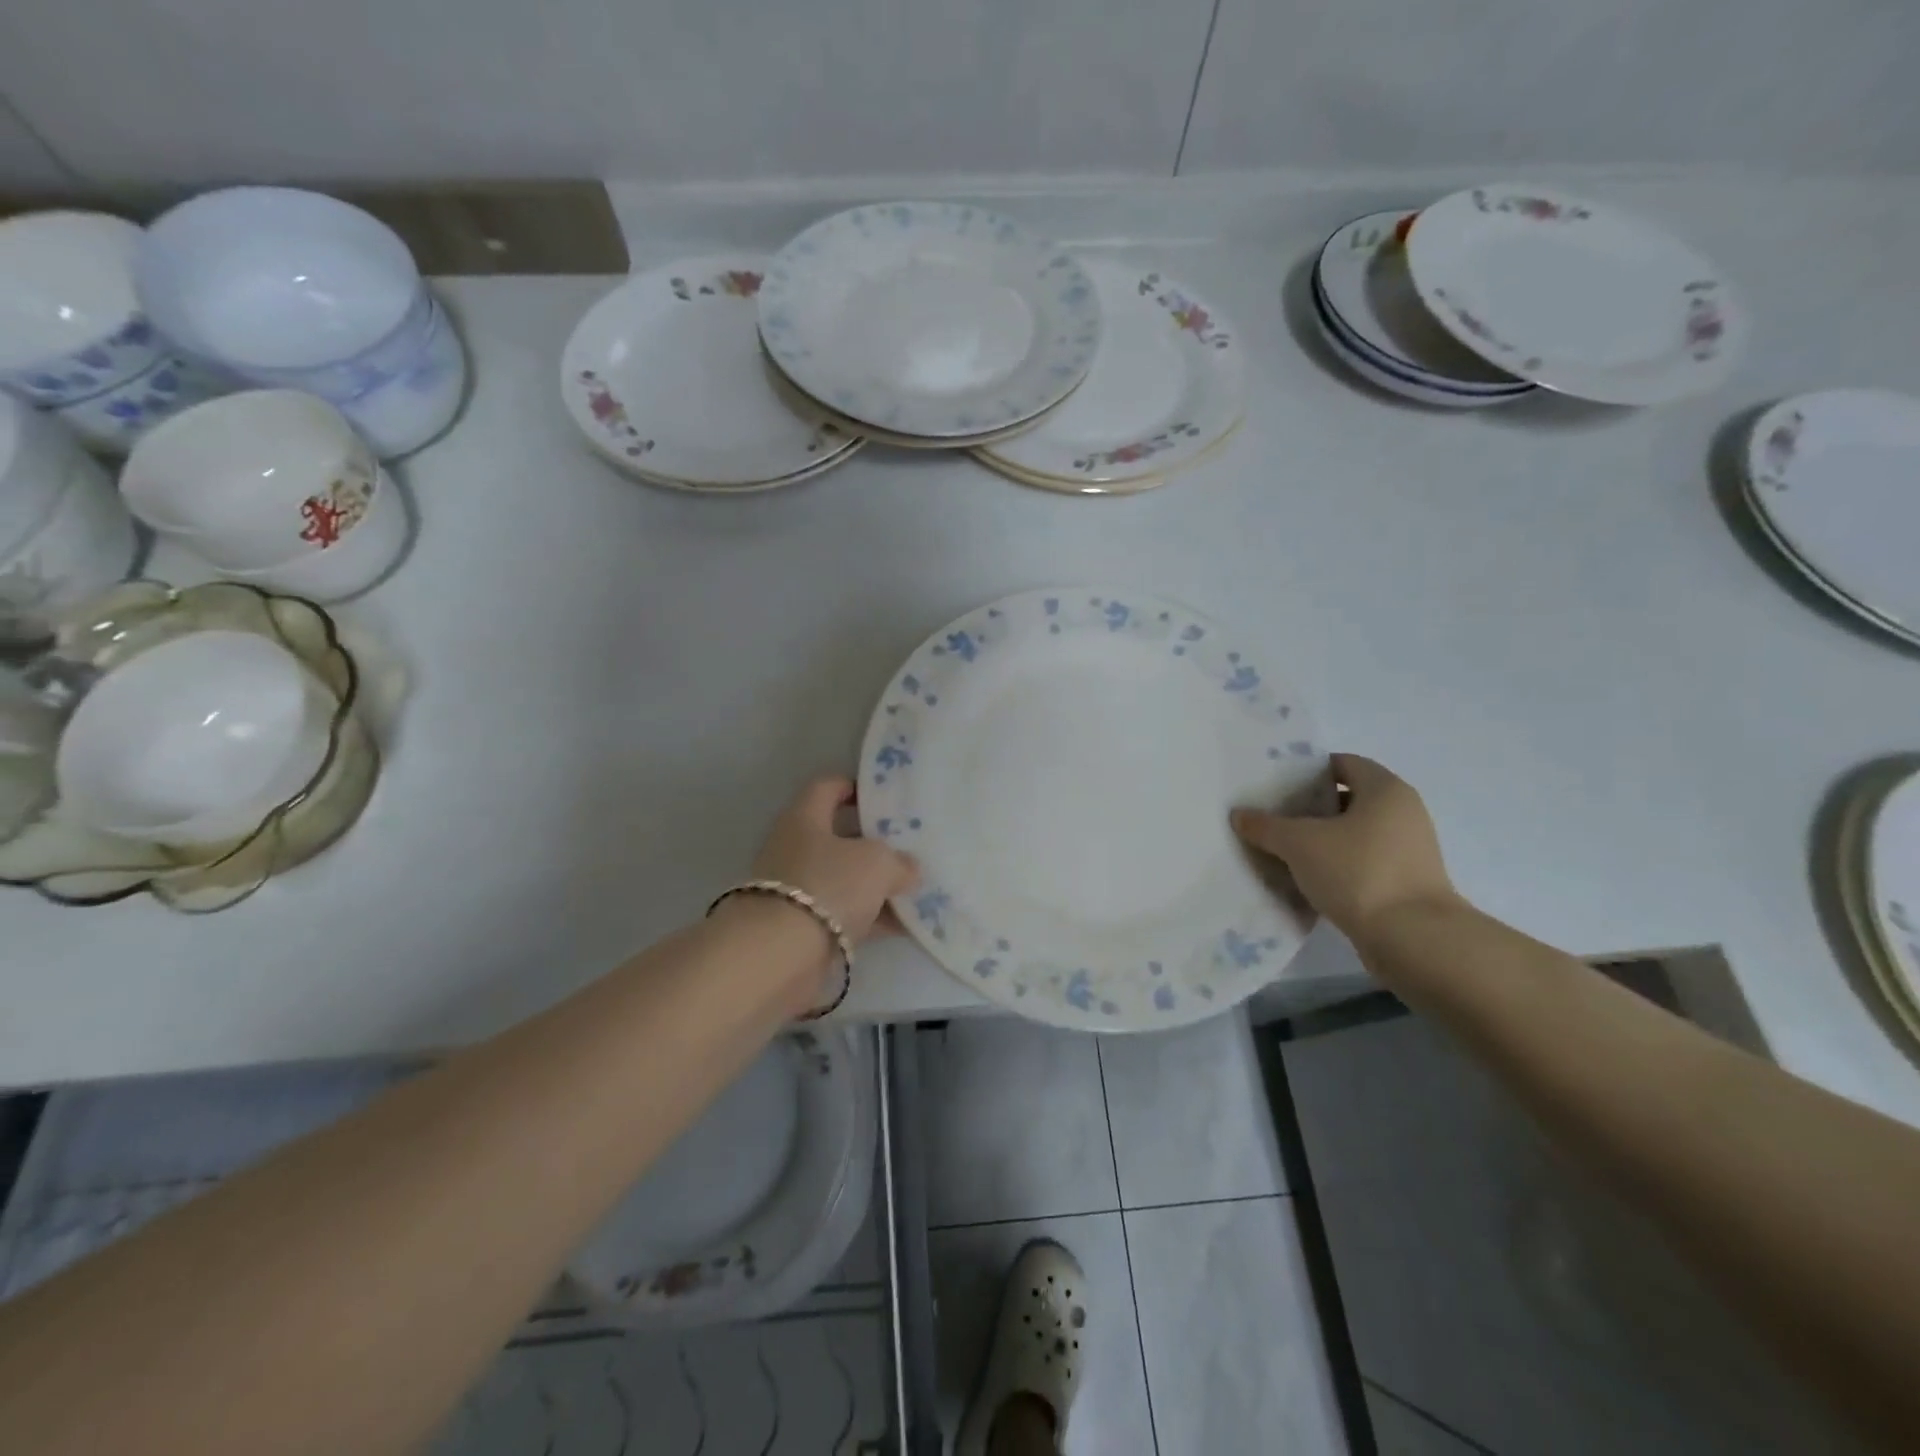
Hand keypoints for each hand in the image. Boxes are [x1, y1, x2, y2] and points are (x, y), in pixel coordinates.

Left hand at [748, 776, 919, 942]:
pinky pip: (845, 914)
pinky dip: (872, 917)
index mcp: (804, 818)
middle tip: (911, 846)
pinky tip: (906, 925)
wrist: (779, 956)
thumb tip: (910, 869)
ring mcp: (797, 890)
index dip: (856, 787)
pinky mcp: (803, 928)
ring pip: (845, 879)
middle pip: (839, 836)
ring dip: (877, 885)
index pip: (828, 787)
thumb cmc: (828, 886)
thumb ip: (900, 862)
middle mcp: (795, 849)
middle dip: (875, 843)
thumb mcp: (877, 863)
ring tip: (916, 888)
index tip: (886, 798)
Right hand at [1232, 754, 1458, 939]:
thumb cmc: (1358, 872)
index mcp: (1385, 790)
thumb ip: (1266, 826)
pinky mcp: (1405, 882)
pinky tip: (1306, 878)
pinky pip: (1362, 862)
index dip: (1308, 770)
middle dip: (1309, 807)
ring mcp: (1408, 850)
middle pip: (1348, 798)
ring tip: (1282, 849)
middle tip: (1272, 816)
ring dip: (1321, 839)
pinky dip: (1336, 865)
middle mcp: (1403, 812)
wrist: (1413, 938)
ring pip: (1354, 833)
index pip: (1343, 763)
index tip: (1276, 784)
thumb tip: (1239, 815)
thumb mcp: (1299, 844)